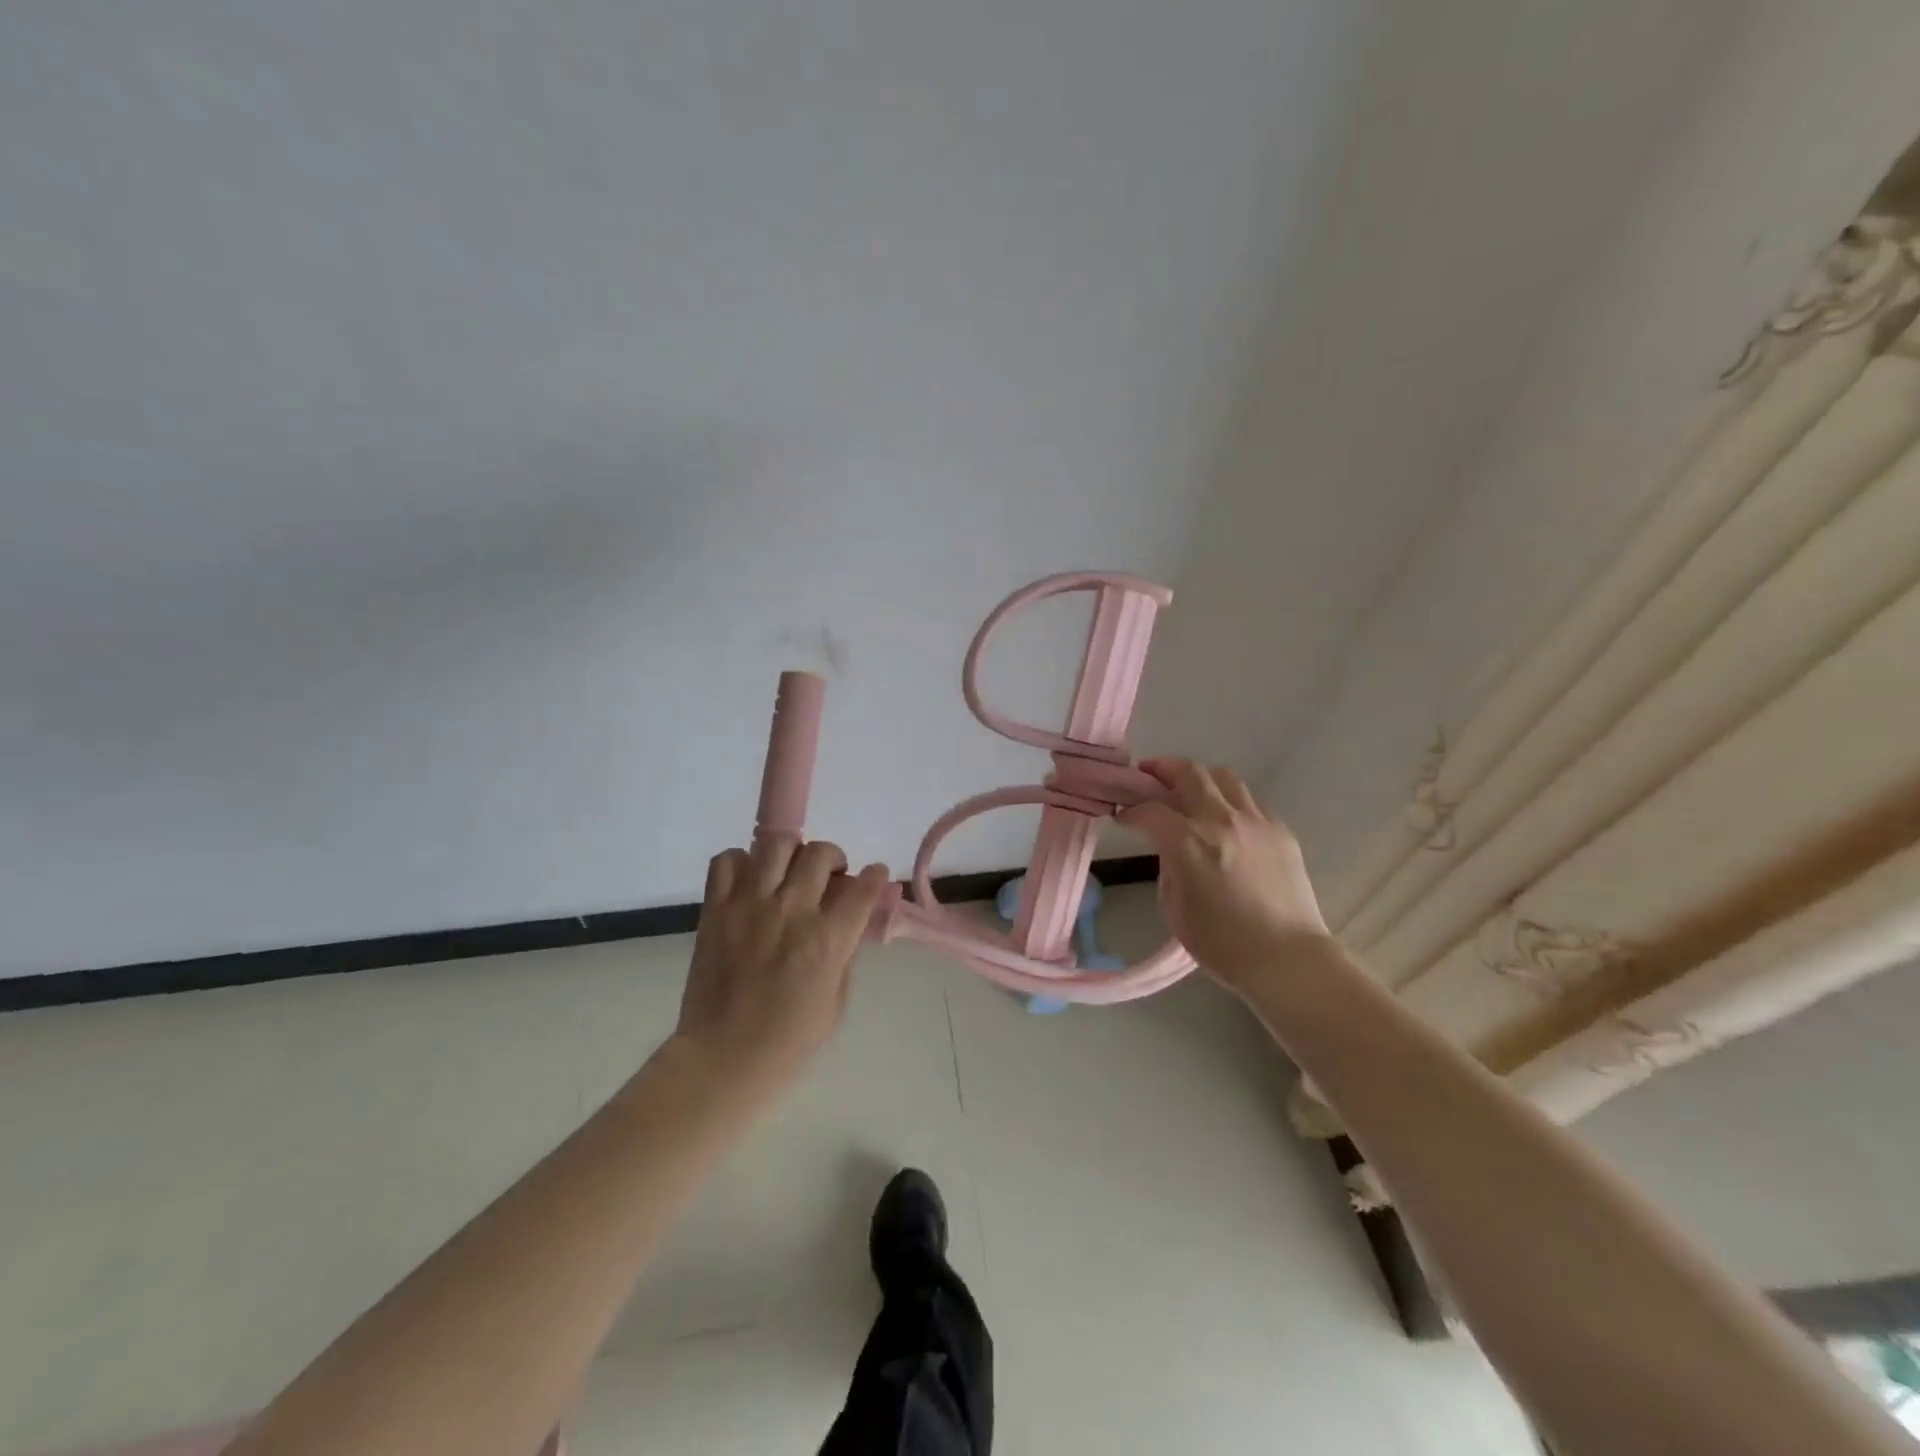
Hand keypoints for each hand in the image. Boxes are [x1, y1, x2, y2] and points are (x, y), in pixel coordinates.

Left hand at [672, 836, 890, 1099]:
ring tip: (790, 871)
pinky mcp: (716, 909)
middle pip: (821, 854)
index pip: (863, 888)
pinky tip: (751, 882)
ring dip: (792, 852)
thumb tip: (848, 920)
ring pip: (776, 845)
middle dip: (835, 859)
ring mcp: (749, 906)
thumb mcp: (837, 1001)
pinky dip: (743, 862)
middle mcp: (791, 912)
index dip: (876, 876)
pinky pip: (727, 861)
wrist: (723, 1059)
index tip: (876, 875)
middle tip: (830, 877)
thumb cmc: (789, 1041)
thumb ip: (844, 952)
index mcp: (826, 941)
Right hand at [1118, 758, 1329, 991]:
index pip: (1150, 810)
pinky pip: (1250, 801)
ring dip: (1199, 778)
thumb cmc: (1222, 944)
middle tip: (1148, 776)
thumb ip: (1168, 867)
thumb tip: (1171, 847)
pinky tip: (1225, 820)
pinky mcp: (1281, 831)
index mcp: (1189, 842)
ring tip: (1189, 790)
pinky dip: (1230, 801)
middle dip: (1162, 770)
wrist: (1287, 960)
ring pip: (1223, 777)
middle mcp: (1222, 820)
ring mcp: (1256, 822)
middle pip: (1188, 773)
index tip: (1123, 816)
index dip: (1131, 811)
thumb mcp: (1175, 907)